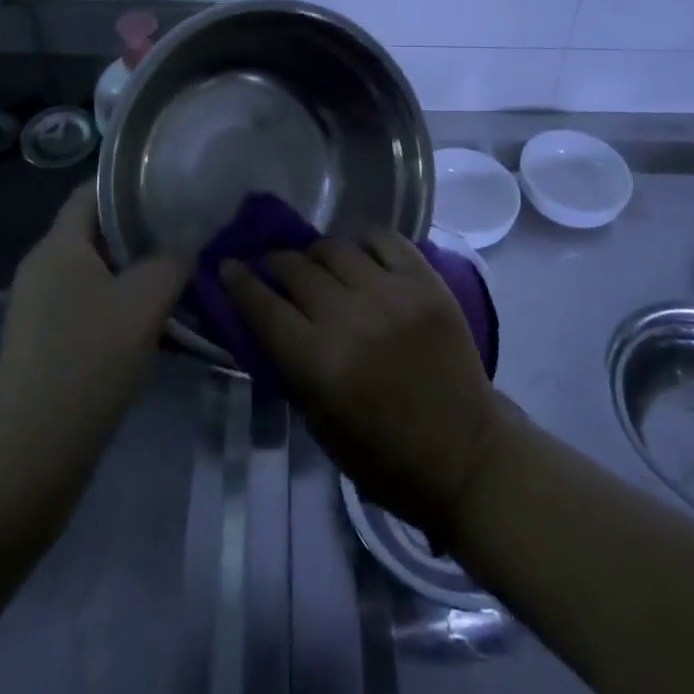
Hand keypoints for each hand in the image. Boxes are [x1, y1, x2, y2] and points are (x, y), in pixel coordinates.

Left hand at [0, 183, 187, 463]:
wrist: (30, 457)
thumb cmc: (87, 362)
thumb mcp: (145, 303)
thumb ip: (173, 262)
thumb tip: (189, 246)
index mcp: (58, 246)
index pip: (92, 191)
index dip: (131, 184)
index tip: (173, 188)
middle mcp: (43, 268)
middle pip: (97, 232)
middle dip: (143, 232)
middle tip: (188, 235)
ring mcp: (40, 308)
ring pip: (97, 273)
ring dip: (137, 274)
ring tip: (181, 278)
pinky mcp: (45, 343)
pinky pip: (89, 306)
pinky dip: (122, 306)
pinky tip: (156, 326)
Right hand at [220, 230, 506, 536]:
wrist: (465, 453)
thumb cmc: (384, 455)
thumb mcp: (319, 424)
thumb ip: (291, 365)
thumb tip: (266, 318)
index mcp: (320, 363)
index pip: (264, 307)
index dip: (239, 282)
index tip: (227, 265)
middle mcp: (351, 318)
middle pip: (295, 269)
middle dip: (273, 263)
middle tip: (269, 265)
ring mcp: (392, 294)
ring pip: (335, 247)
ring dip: (314, 251)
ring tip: (313, 260)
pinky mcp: (425, 281)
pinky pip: (385, 238)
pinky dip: (362, 238)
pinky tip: (355, 249)